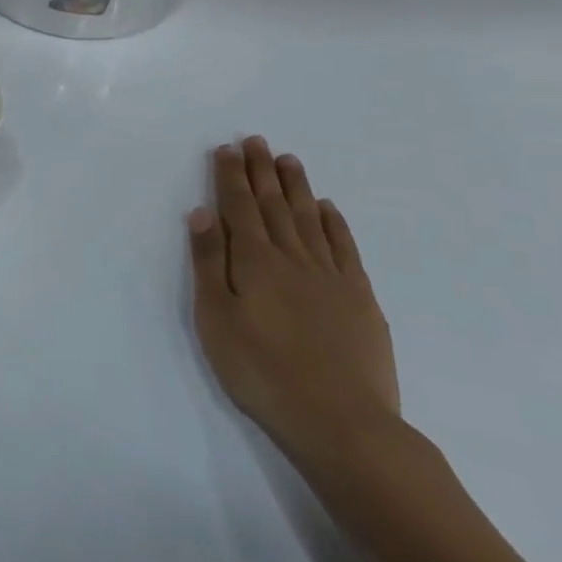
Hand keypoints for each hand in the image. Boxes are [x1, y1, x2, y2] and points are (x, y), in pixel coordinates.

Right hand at [188, 138, 400, 471]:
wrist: (341, 421)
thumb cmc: (260, 370)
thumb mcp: (216, 318)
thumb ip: (208, 263)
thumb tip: (202, 213)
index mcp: (254, 261)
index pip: (238, 207)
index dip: (230, 176)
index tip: (226, 149)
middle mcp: (293, 258)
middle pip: (273, 205)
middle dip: (261, 171)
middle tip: (256, 140)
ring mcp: (331, 276)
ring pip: (309, 219)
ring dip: (296, 187)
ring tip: (287, 160)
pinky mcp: (360, 298)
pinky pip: (344, 248)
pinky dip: (334, 223)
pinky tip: (327, 209)